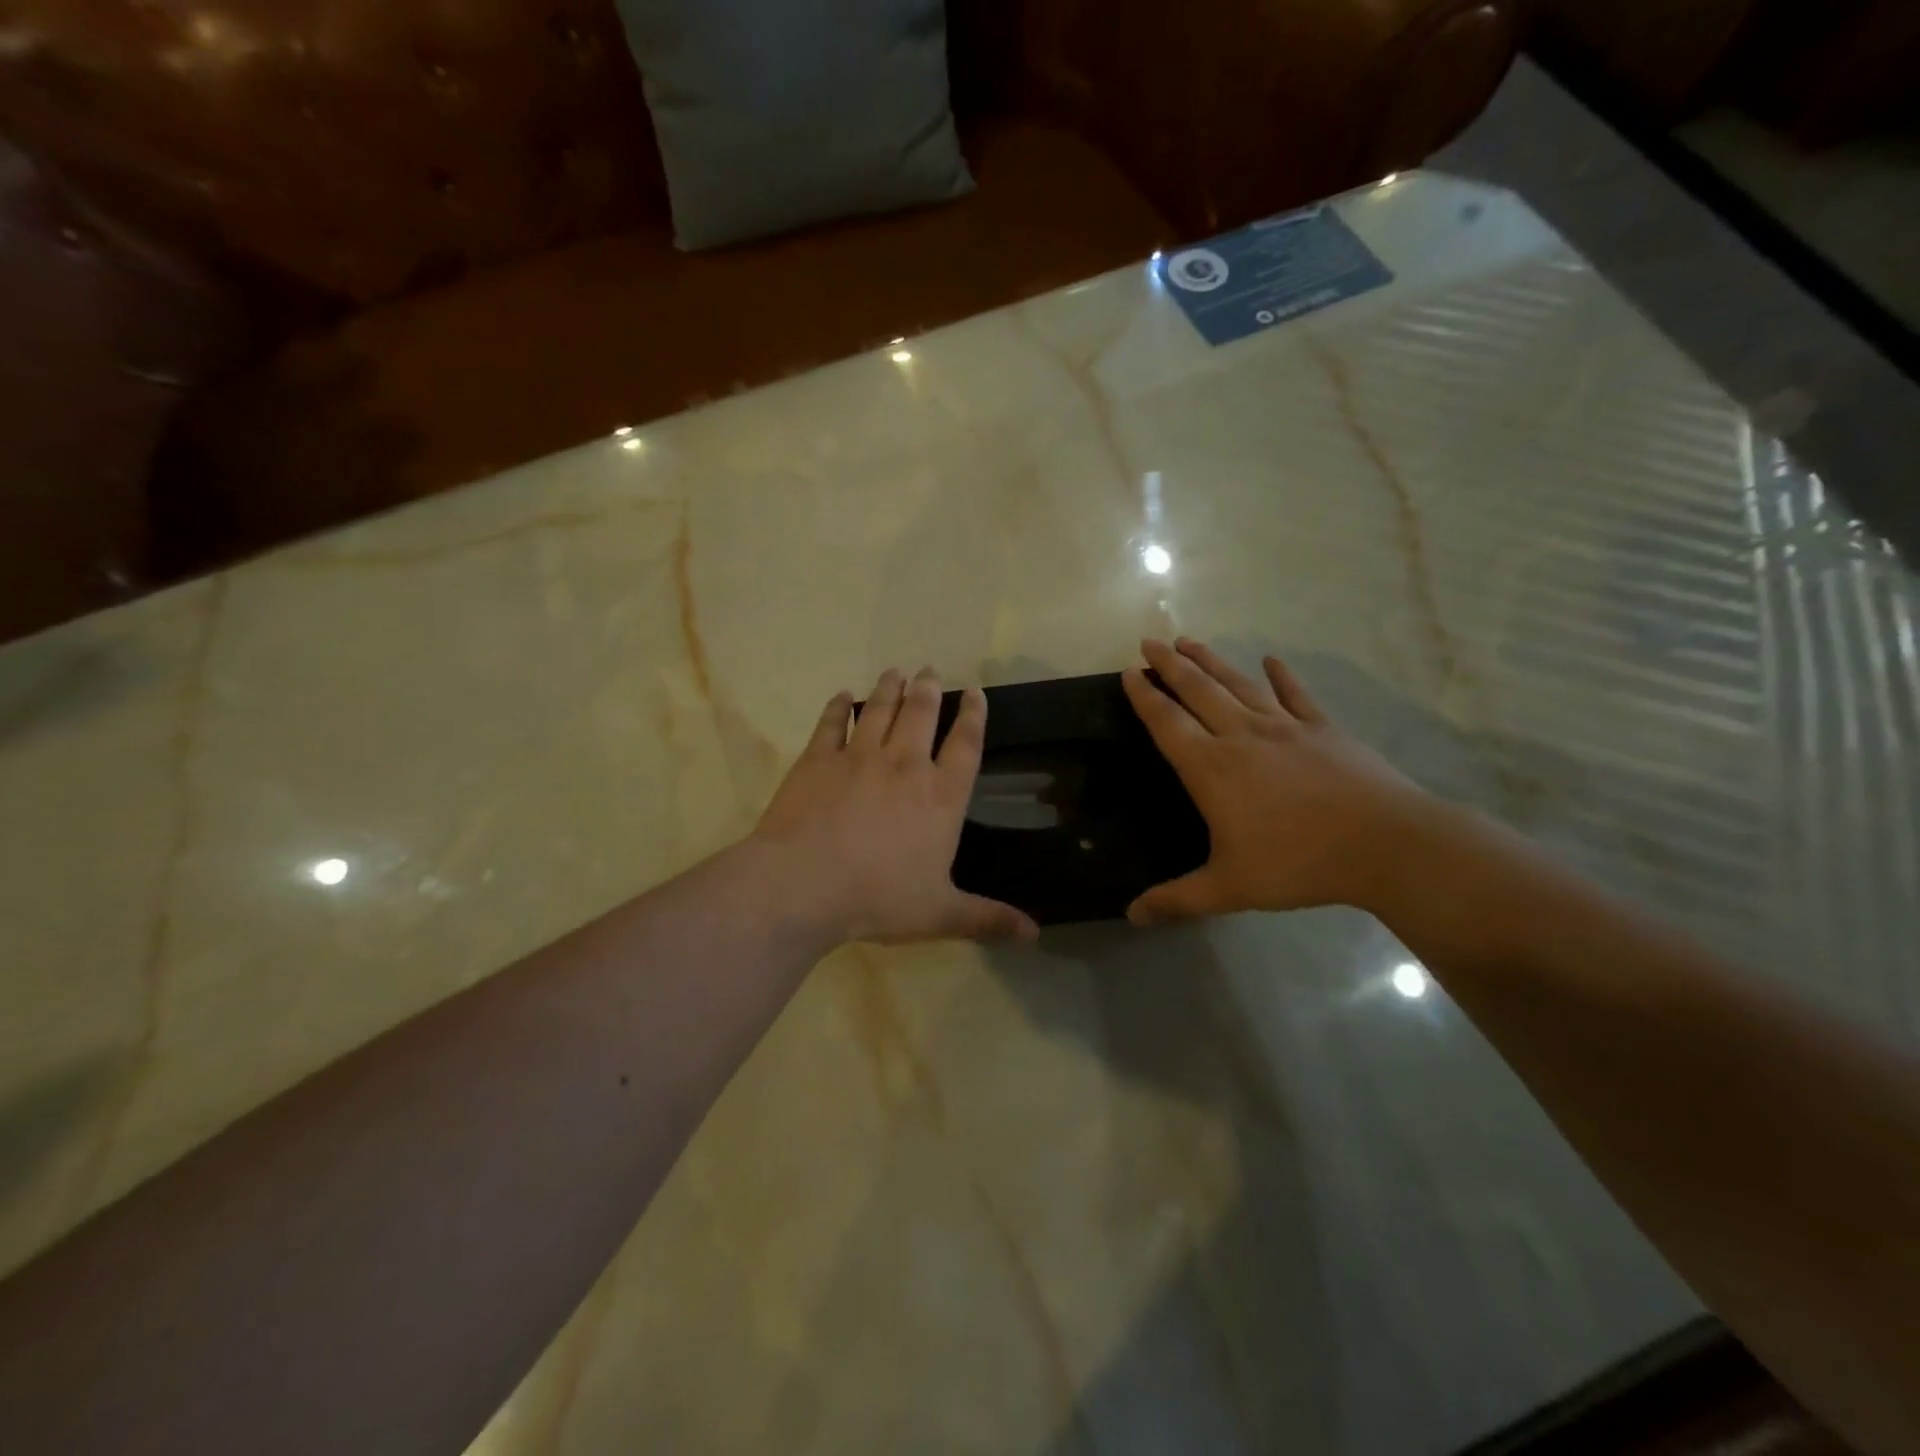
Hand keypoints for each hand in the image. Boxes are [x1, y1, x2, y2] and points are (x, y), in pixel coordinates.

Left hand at [751, 668, 1039, 946]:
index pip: (965, 746)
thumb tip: (1035, 934)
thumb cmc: (879, 898)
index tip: (975, 693)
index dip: (973, 716)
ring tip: (895, 671)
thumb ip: (987, 919)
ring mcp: (859, 757)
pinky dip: (837, 707)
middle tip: (929, 670)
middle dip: (928, 689)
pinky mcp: (817, 759)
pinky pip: (830, 723)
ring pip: (879, 709)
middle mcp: (904, 765)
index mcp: (940, 797)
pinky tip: (841, 696)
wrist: (804, 884)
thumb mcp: (940, 914)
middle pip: (921, 714)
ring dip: (889, 688)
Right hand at [1123, 639, 1439, 923]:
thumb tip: (1132, 915)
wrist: (1384, 844)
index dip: (1145, 696)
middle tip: (1150, 641)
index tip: (1130, 671)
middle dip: (1171, 664)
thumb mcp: (1229, 888)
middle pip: (1198, 690)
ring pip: (1238, 684)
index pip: (1167, 722)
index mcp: (1211, 768)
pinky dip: (1281, 676)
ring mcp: (1285, 727)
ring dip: (1211, 660)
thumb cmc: (1298, 863)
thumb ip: (1178, 899)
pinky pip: (1295, 694)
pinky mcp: (1323, 729)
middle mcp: (1241, 736)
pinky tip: (1271, 660)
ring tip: (1190, 641)